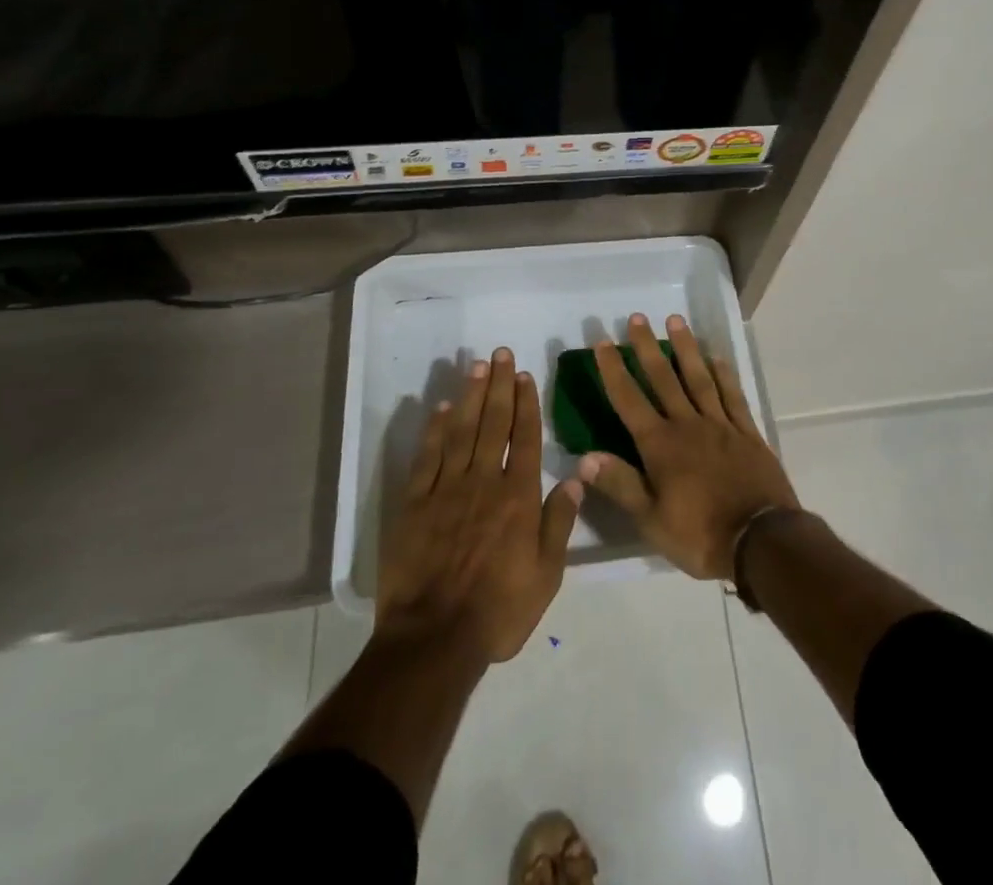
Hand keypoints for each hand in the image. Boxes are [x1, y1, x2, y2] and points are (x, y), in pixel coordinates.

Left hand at [376, 347, 582, 662]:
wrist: (434, 639)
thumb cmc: (499, 611)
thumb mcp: (547, 575)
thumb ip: (560, 522)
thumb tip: (577, 477)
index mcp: (518, 497)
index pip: (525, 438)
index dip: (526, 404)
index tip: (524, 375)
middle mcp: (484, 482)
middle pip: (494, 423)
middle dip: (499, 386)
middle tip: (500, 354)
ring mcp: (447, 490)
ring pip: (461, 431)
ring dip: (470, 396)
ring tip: (477, 367)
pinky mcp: (415, 504)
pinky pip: (427, 458)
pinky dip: (434, 431)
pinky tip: (440, 409)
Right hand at [578, 314, 798, 580]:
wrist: (761, 541)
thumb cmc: (700, 535)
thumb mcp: (651, 520)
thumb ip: (620, 484)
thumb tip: (583, 457)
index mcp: (661, 445)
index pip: (629, 400)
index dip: (614, 370)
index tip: (603, 341)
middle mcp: (688, 425)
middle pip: (663, 379)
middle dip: (647, 347)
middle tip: (637, 317)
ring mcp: (720, 425)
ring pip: (699, 378)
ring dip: (686, 348)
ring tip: (676, 320)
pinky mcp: (747, 432)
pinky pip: (733, 395)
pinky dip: (724, 374)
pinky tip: (717, 357)